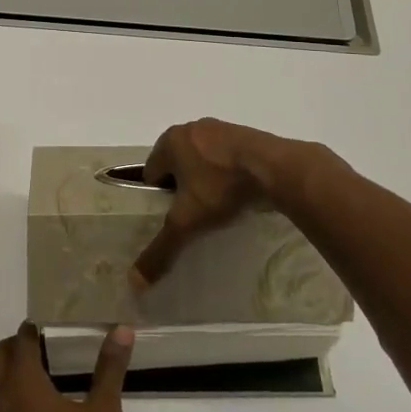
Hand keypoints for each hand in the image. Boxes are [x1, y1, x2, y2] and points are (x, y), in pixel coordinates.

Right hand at [134, 118, 307, 287]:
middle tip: (194, 215)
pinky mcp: (243, 133)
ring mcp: (218, 128)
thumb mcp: (187, 222)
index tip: (172, 219)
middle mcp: (190, 128)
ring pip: (201, 160)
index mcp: (169, 141)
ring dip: (204, 179)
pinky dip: (226, 172)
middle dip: (181, 188)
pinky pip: (224, 157)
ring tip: (217, 207)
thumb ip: (161, 249)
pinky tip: (237, 192)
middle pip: (175, 165)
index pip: (150, 174)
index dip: (157, 199)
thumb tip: (135, 283)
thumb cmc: (221, 187)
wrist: (275, 168)